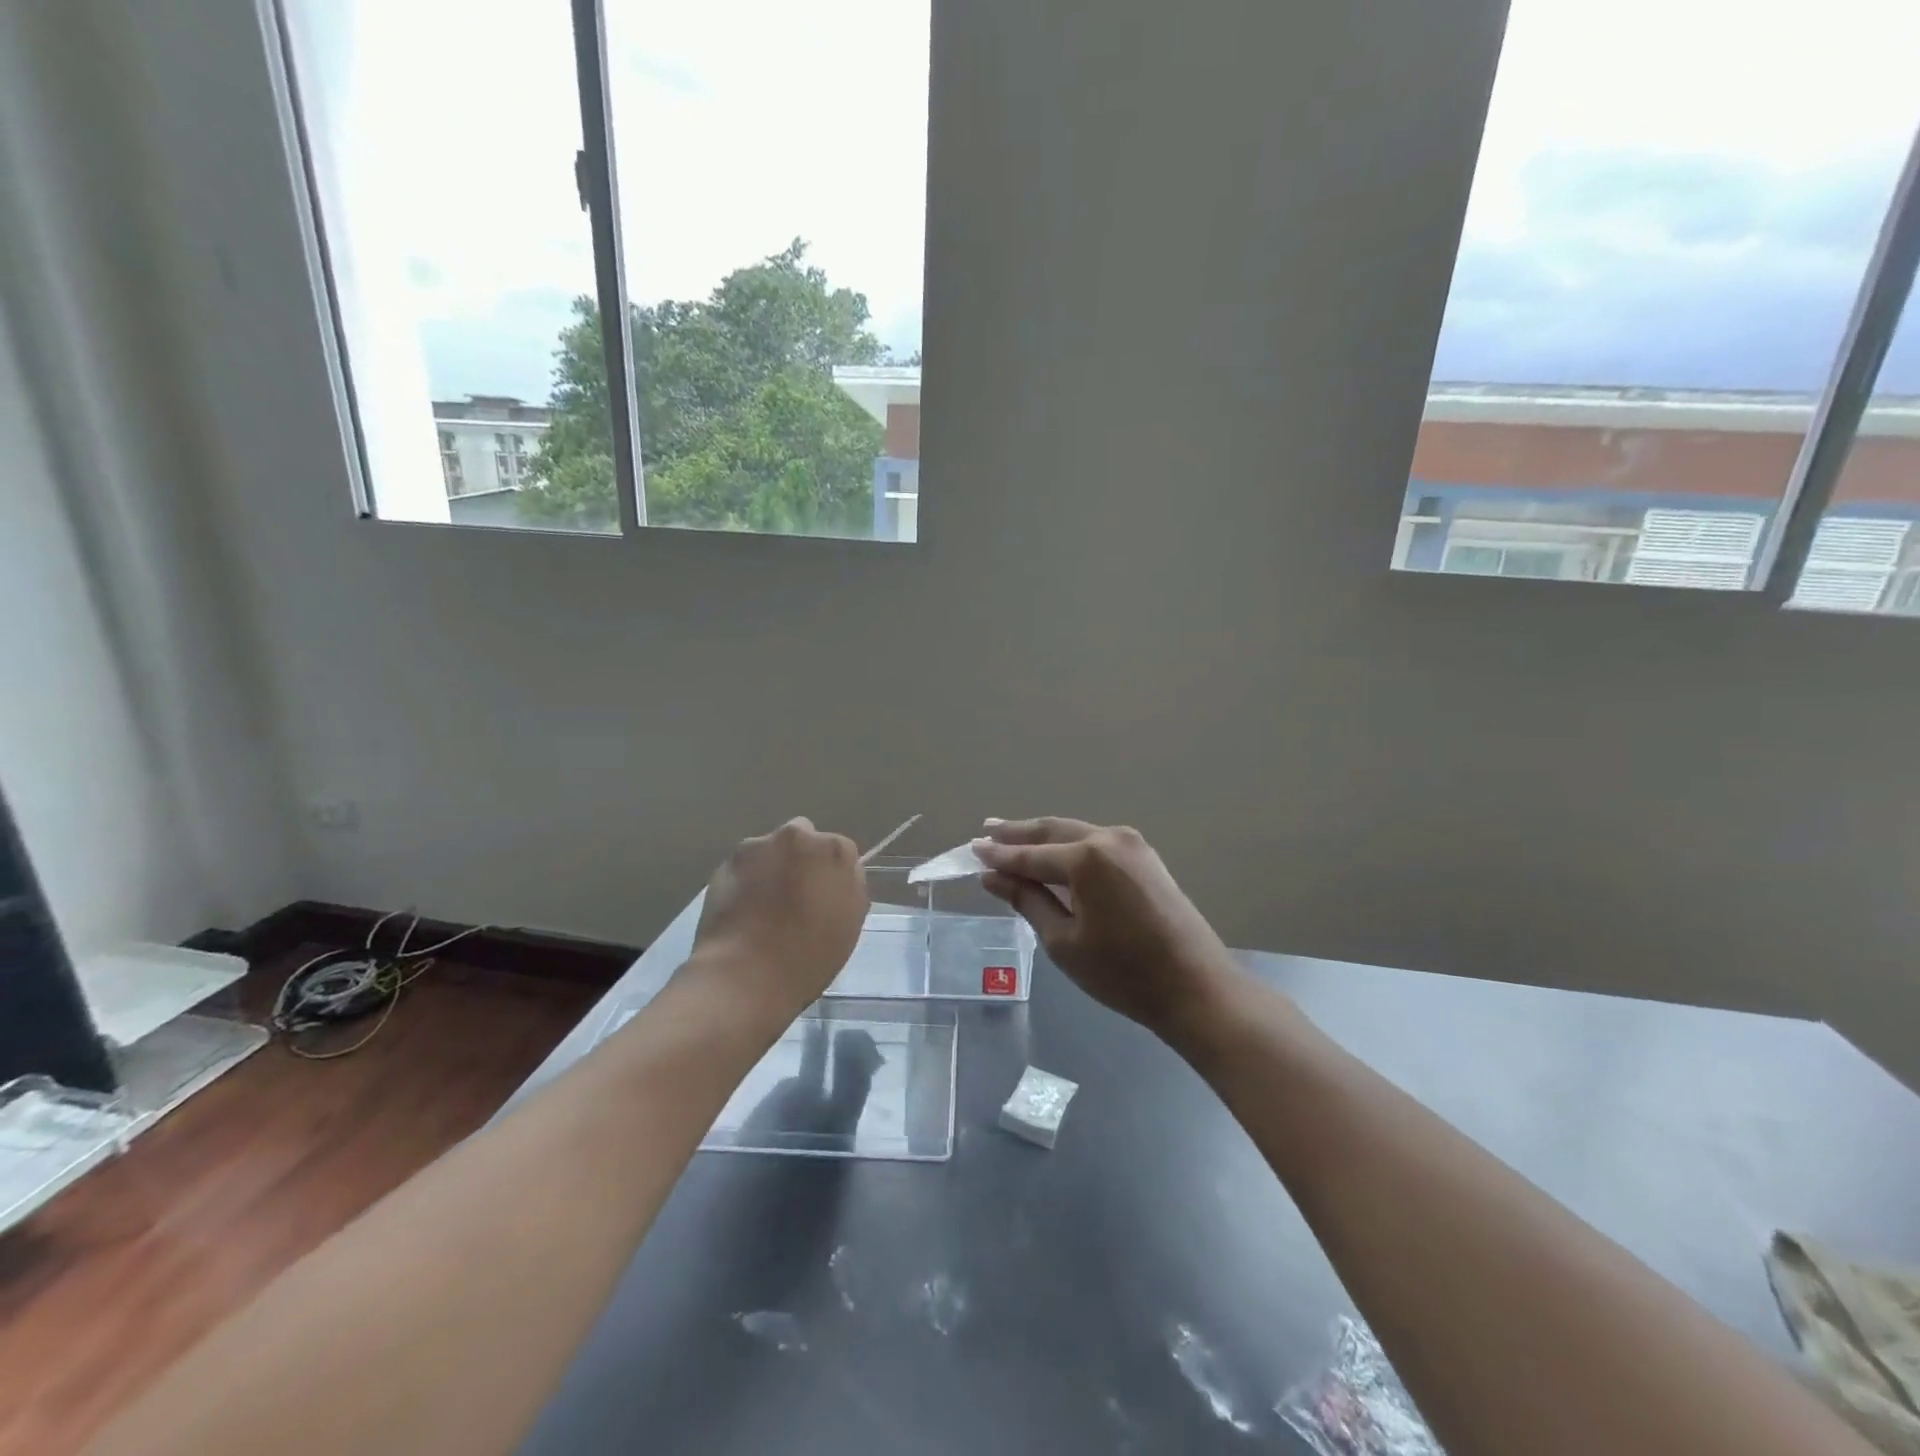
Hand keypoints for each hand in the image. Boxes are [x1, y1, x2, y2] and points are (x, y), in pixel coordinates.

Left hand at [689, 818, 867, 1022]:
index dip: (832, 875)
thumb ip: (848, 888)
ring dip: (771, 866)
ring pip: (770, 849)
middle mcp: (796, 836)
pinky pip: (744, 867)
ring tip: (764, 906)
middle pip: (803, 838)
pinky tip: (743, 911)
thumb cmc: (809, 956)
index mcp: (834, 850)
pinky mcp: (725, 863)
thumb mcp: (850, 924)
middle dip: (801, 859)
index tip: (825, 898)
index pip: (840, 851)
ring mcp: (757, 847)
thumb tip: (835, 878)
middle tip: (796, 897)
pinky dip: (746, 880)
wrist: (745, 975)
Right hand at [975, 818, 1241, 1044]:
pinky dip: (1070, 846)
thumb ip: (1026, 900)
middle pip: (1053, 831)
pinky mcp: (1146, 858)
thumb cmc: (1123, 973)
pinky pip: (1097, 843)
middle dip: (1018, 832)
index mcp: (1086, 858)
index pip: (1030, 854)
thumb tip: (991, 876)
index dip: (998, 854)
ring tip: (1012, 837)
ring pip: (1076, 833)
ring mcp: (1133, 845)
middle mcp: (1109, 838)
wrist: (1196, 988)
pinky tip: (1055, 854)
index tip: (971, 849)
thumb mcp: (1063, 940)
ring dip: (1044, 836)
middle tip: (987, 830)